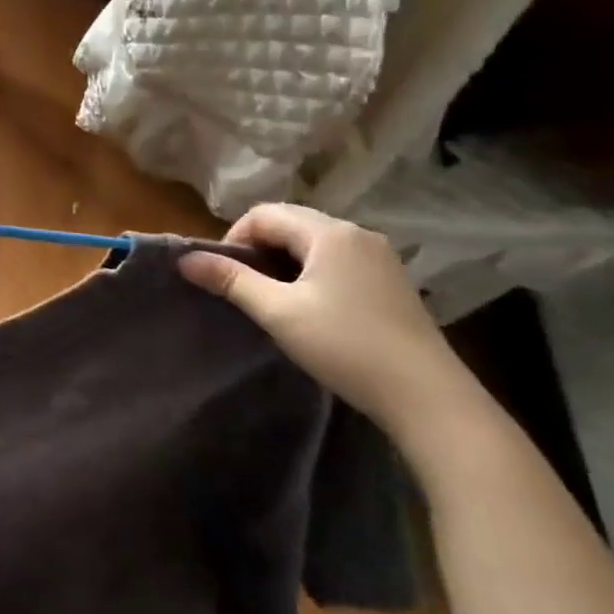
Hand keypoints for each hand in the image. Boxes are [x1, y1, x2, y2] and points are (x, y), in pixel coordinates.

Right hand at [178, 204, 483, 443]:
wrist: (429, 398)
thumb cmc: (346, 347)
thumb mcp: (278, 313)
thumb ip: (231, 281)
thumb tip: (184, 259)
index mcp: (330, 233)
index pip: (265, 214)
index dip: (234, 238)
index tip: (223, 276)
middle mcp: (357, 234)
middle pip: (291, 222)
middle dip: (258, 248)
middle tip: (242, 287)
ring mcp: (379, 257)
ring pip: (314, 242)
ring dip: (283, 261)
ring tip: (272, 298)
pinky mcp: (391, 282)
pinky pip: (337, 260)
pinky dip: (311, 272)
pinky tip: (310, 307)